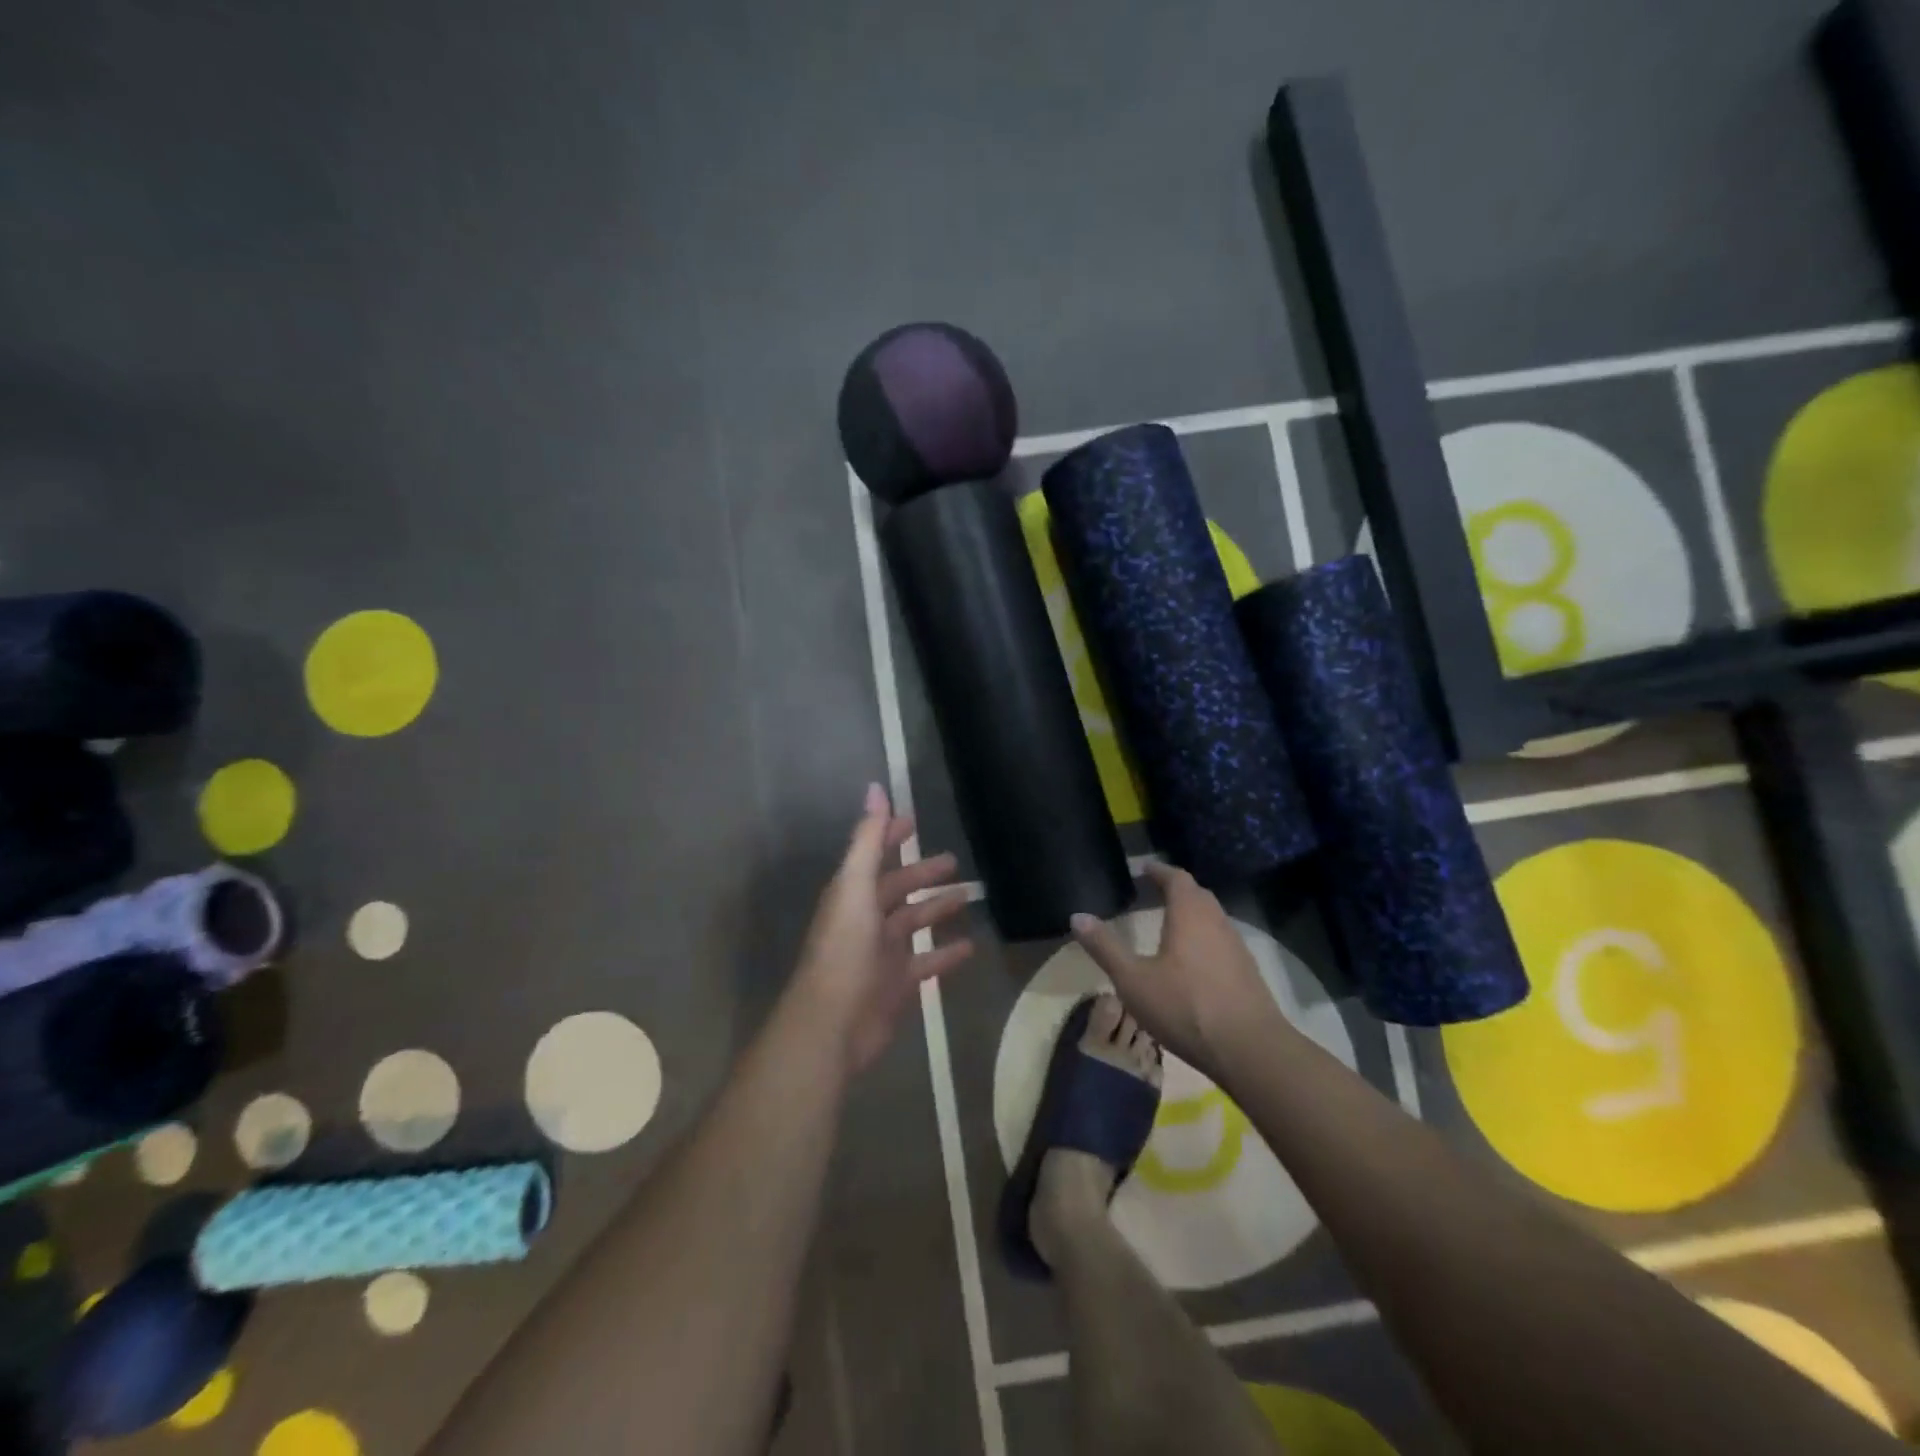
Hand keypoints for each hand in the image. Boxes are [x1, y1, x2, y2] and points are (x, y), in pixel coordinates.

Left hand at [795, 784, 973, 1074]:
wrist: (832, 1025)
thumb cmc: (844, 950)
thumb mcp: (855, 888)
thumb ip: (867, 840)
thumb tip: (875, 788)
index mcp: (852, 894)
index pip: (873, 855)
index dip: (890, 836)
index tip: (914, 821)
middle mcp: (865, 919)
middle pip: (897, 889)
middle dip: (922, 874)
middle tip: (953, 862)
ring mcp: (882, 953)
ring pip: (914, 923)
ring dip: (937, 909)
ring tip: (968, 897)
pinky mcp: (897, 984)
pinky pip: (927, 963)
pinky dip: (946, 954)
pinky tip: (970, 947)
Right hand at [1070, 862, 1287, 1083]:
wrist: (1250, 1050)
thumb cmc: (1185, 1007)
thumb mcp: (1133, 980)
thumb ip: (1105, 947)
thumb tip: (1077, 916)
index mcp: (1189, 914)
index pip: (1176, 877)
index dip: (1159, 870)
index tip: (1143, 869)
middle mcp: (1217, 922)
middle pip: (1197, 894)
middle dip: (1176, 889)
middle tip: (1153, 892)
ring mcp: (1236, 947)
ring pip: (1212, 918)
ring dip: (1192, 914)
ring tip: (1169, 924)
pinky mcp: (1247, 972)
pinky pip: (1221, 941)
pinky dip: (1204, 938)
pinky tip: (1192, 961)